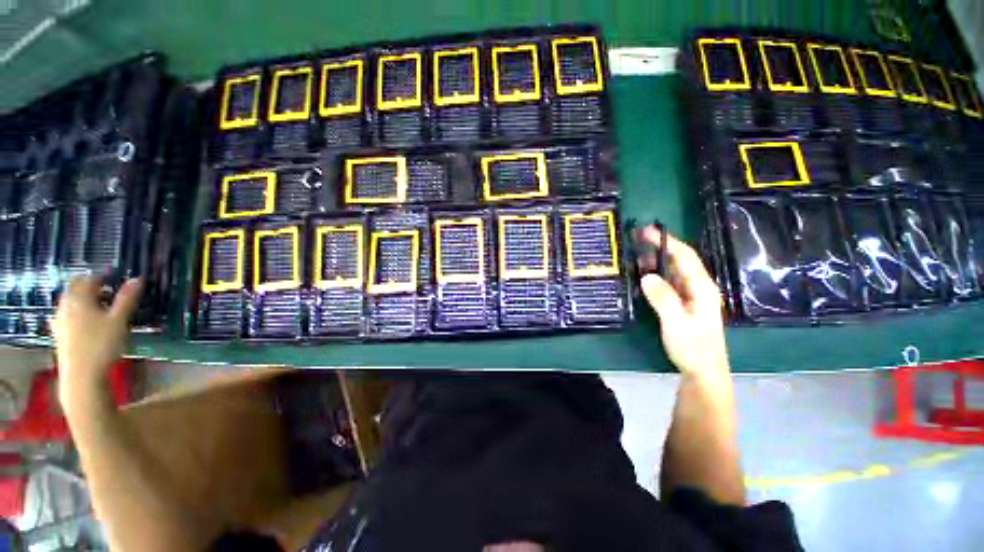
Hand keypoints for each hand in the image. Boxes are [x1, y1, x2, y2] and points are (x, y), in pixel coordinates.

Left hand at [54, 276, 142, 407]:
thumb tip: (138, 278)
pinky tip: (84, 320)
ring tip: (98, 304)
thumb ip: (127, 299)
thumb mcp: (119, 320)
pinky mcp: (59, 334)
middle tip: (107, 289)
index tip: (116, 276)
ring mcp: (60, 321)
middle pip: (75, 288)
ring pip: (69, 302)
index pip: (90, 279)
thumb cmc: (101, 345)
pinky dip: (76, 312)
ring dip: (82, 299)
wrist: (81, 375)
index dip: (103, 276)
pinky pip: (66, 315)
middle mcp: (66, 306)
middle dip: (90, 286)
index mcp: (80, 298)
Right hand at [636, 227, 729, 379]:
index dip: (667, 242)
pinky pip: (670, 283)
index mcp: (702, 288)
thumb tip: (647, 275)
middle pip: (681, 260)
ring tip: (637, 255)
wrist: (703, 372)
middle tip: (638, 240)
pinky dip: (657, 275)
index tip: (648, 232)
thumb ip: (663, 298)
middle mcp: (699, 288)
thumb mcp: (676, 322)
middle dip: (661, 247)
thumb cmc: (693, 347)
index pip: (685, 256)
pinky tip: (645, 276)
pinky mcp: (684, 305)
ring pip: (674, 271)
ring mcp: (692, 296)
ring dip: (657, 261)